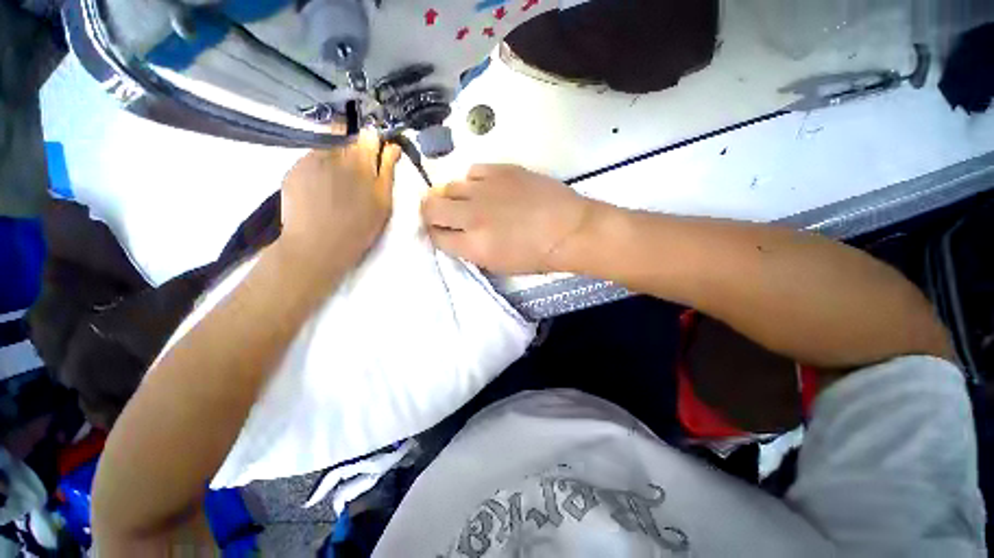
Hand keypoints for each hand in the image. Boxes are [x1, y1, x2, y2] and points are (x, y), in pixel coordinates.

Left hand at [276, 131, 400, 282]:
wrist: (318, 245)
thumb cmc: (359, 228)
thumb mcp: (383, 202)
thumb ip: (388, 171)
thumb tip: (393, 147)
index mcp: (362, 161)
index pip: (368, 135)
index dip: (372, 142)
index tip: (374, 153)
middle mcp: (336, 153)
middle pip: (346, 134)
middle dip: (352, 146)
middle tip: (355, 170)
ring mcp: (311, 159)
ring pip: (326, 145)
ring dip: (334, 155)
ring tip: (336, 181)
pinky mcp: (294, 168)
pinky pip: (310, 159)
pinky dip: (317, 168)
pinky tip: (319, 188)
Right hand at [421, 164, 592, 273]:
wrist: (569, 231)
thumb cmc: (537, 256)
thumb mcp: (499, 265)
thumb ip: (471, 251)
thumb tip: (455, 236)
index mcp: (474, 245)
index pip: (436, 236)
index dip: (435, 234)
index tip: (441, 232)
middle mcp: (473, 215)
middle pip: (431, 206)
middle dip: (431, 212)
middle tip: (441, 214)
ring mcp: (486, 189)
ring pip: (449, 186)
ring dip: (452, 196)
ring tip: (467, 201)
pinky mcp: (501, 170)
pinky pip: (473, 171)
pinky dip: (473, 181)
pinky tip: (485, 188)